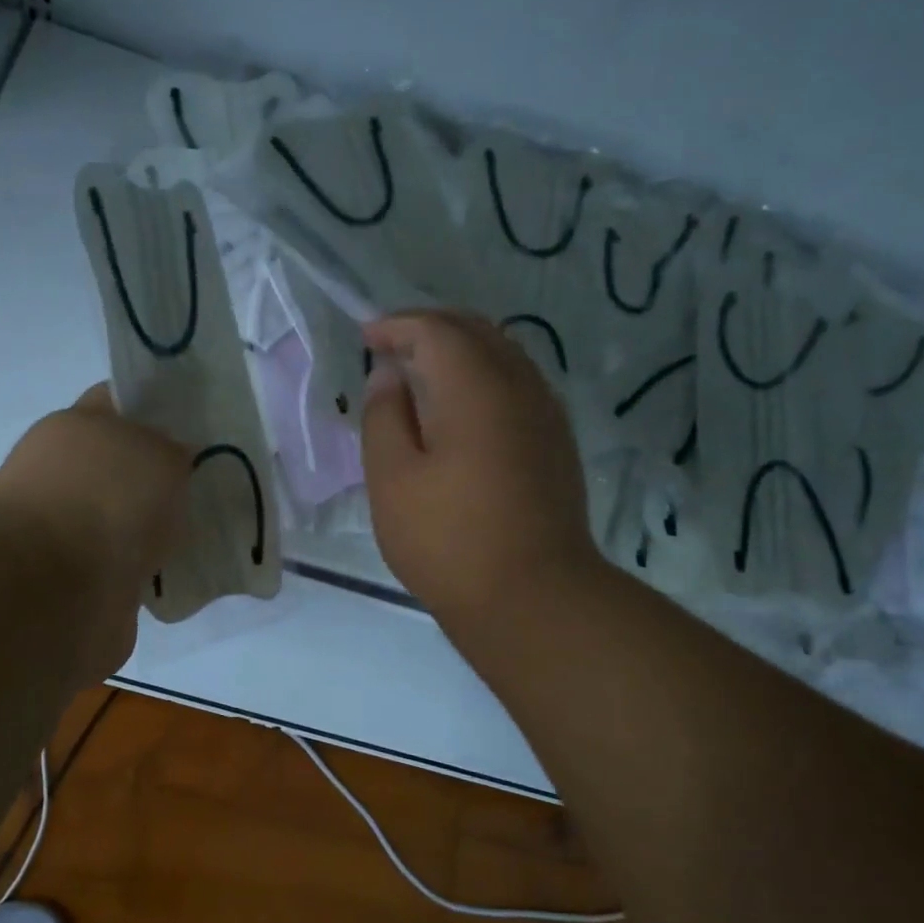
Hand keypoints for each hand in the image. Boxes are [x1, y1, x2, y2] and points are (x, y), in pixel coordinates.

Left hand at [0, 384, 188, 681]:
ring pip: (123, 517)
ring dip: (153, 526)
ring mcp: (63, 527)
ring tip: (199, 533)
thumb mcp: (161, 454)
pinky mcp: (73, 578)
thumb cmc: (109, 500)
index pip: (118, 402)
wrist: (58, 591)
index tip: (196, 428)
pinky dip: (145, 569)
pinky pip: (122, 564)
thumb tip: (173, 461)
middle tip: (209, 485)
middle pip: (122, 464)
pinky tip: (175, 572)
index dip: (157, 410)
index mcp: (74, 426)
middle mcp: (62, 472)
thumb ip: (173, 451)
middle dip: (161, 476)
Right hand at [360, 310, 602, 637]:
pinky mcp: (556, 442)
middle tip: (391, 347)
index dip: (397, 325)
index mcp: (475, 387)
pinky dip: (484, 377)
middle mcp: (520, 385)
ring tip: (422, 374)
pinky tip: (462, 409)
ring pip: (503, 355)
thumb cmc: (448, 540)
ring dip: (460, 351)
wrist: (533, 597)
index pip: (436, 329)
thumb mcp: (393, 479)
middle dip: (430, 329)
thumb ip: (385, 416)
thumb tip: (389, 375)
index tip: (366, 337)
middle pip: (476, 331)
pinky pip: (518, 384)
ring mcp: (546, 414)